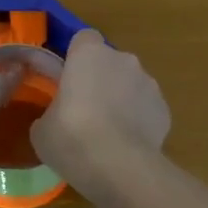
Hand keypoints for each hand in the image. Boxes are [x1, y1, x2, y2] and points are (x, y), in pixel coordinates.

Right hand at [32, 29, 169, 192]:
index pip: (83, 39)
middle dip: (100, 81)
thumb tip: (57, 118)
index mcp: (89, 54)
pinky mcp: (165, 109)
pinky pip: (146, 109)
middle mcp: (123, 60)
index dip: (75, 58)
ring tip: (108, 134)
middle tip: (84, 112)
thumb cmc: (72, 138)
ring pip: (130, 85)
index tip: (67, 80)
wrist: (120, 167)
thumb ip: (51, 112)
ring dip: (121, 100)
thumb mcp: (42, 129)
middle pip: (109, 63)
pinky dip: (138, 121)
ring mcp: (149, 84)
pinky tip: (126, 146)